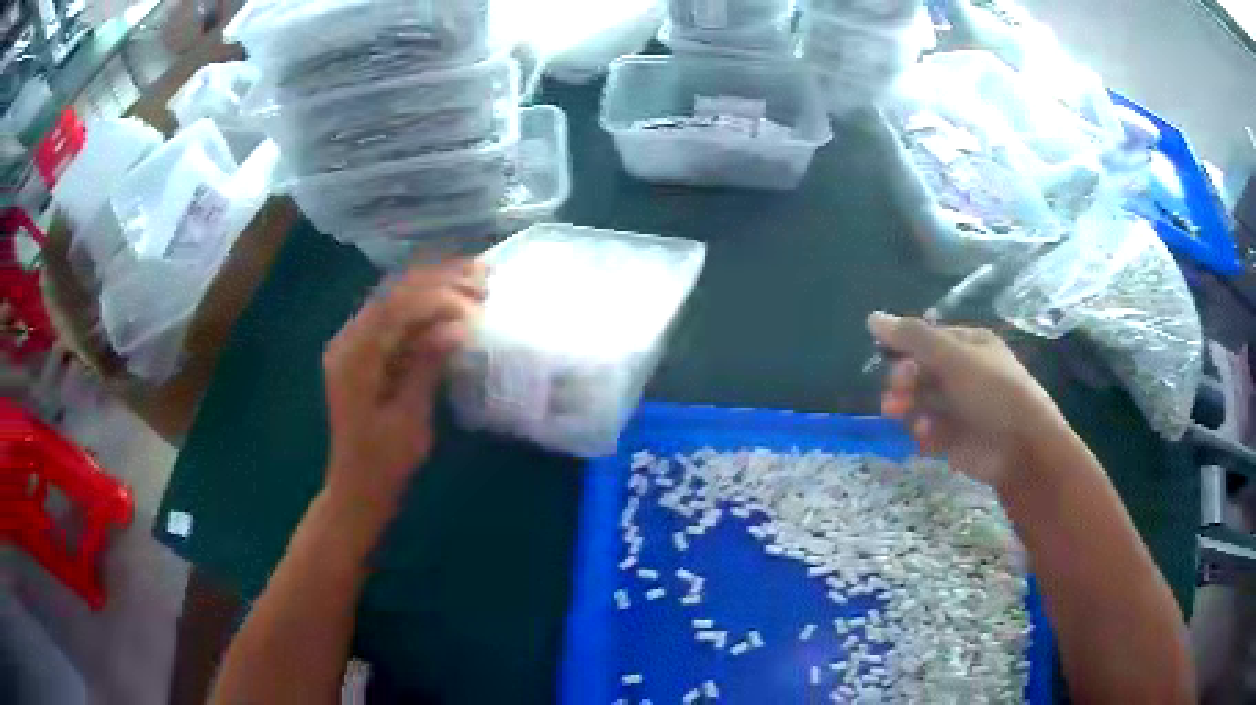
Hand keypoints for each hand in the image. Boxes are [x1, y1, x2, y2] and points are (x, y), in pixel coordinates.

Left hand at [322, 260, 484, 518]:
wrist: (357, 486)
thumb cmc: (384, 463)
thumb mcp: (409, 420)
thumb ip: (425, 367)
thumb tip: (458, 326)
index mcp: (353, 359)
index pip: (394, 309)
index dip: (436, 297)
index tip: (476, 301)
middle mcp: (348, 341)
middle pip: (393, 293)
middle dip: (438, 280)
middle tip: (483, 277)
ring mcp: (354, 343)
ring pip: (394, 298)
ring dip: (433, 285)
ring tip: (475, 278)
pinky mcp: (365, 351)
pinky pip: (394, 315)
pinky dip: (423, 304)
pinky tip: (452, 299)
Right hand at [867, 311, 1069, 489]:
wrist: (1021, 447)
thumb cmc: (992, 391)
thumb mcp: (954, 357)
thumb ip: (913, 338)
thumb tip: (872, 317)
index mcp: (968, 346)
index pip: (926, 340)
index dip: (904, 349)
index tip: (887, 359)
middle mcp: (963, 374)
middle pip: (920, 373)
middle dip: (904, 382)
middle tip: (896, 395)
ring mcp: (960, 408)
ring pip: (921, 403)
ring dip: (908, 407)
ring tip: (900, 415)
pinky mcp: (955, 439)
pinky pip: (929, 431)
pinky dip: (923, 433)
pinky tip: (925, 436)